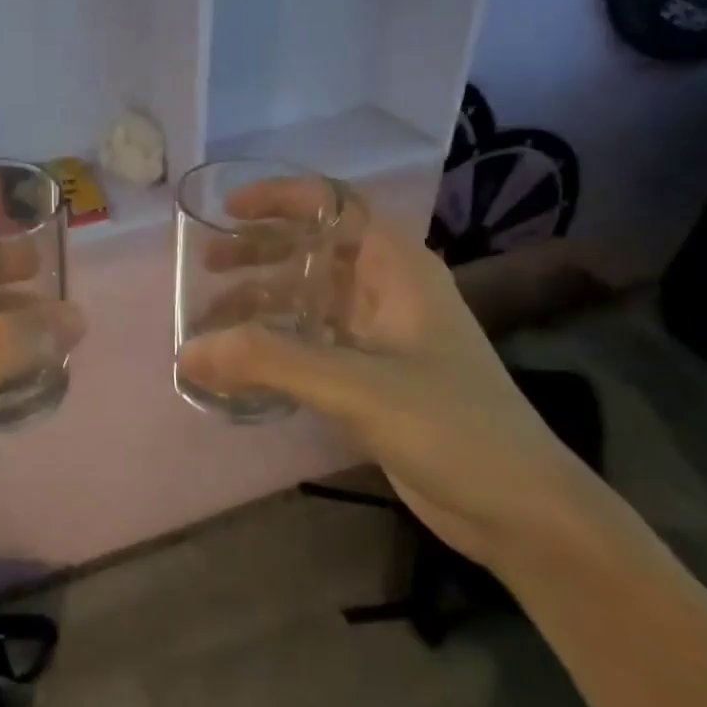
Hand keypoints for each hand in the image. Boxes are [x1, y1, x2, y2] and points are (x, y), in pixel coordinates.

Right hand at [176, 184, 598, 571]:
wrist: (519, 509)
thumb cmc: (452, 427)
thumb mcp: (357, 385)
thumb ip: (270, 362)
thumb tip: (187, 352)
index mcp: (397, 268)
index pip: (334, 204)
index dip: (281, 197)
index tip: (227, 211)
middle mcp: (388, 290)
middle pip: (314, 249)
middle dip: (259, 251)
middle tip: (207, 268)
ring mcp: (382, 335)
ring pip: (310, 297)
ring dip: (261, 301)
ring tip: (210, 321)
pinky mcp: (373, 376)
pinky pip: (312, 342)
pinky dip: (274, 344)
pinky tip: (242, 364)